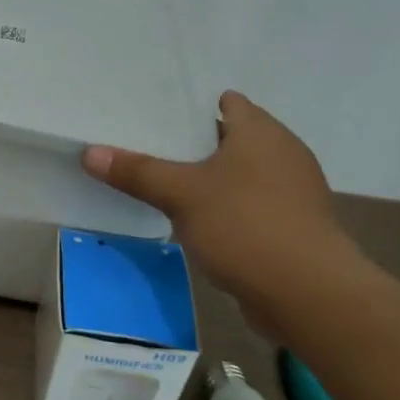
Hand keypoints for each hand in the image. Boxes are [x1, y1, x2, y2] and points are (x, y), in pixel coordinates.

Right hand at [82, 93, 354, 322]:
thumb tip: (89, 152)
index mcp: (261, 132)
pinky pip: (252, 207)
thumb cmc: (245, 225)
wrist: (310, 296)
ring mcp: (294, 193)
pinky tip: (198, 223)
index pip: (228, 103)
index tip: (156, 116)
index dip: (193, 107)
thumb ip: (136, 172)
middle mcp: (283, 154)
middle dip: (195, 145)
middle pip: (232, 139)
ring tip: (166, 185)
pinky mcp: (295, 229)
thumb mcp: (181, 195)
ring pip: (241, 176)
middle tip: (149, 148)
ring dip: (212, 181)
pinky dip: (228, 210)